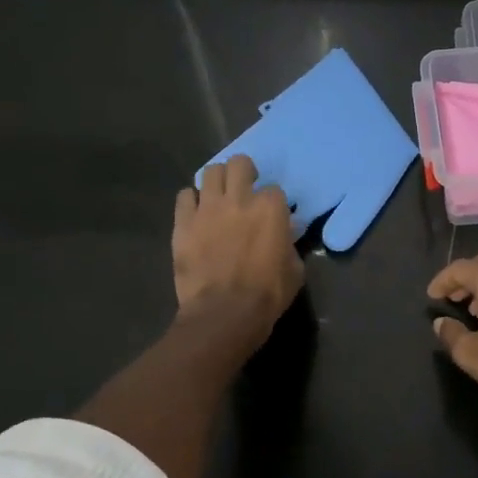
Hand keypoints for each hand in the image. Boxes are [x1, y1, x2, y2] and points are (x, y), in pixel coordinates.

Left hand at [173, 156, 303, 348]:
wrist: (224, 313)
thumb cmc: (267, 294)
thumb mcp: (294, 270)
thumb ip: (289, 244)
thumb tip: (285, 233)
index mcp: (271, 209)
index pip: (274, 189)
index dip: (273, 203)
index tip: (271, 216)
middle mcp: (239, 199)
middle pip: (239, 163)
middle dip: (244, 172)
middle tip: (243, 189)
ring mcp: (208, 208)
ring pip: (210, 171)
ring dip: (217, 181)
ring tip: (219, 197)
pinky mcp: (183, 222)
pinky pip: (185, 195)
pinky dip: (192, 201)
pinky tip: (196, 214)